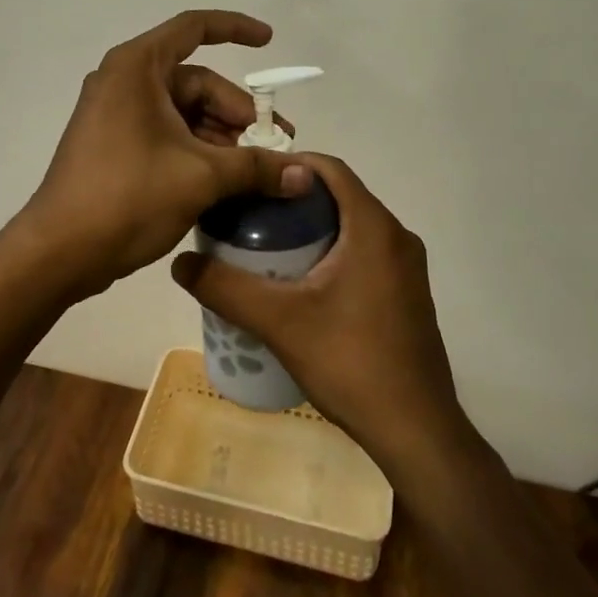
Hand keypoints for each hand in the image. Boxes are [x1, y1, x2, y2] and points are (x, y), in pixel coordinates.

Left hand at [17, 11, 312, 299]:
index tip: (269, 42)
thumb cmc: (128, 196)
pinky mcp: (113, 144)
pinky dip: (197, 150)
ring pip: (183, 112)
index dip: (235, 29)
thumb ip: (256, 167)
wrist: (60, 251)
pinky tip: (226, 181)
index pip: (194, 28)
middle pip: (196, 81)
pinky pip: (166, 133)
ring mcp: (115, 113)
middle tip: (275, 145)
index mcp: (137, 67)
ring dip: (221, 136)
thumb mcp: (201, 177)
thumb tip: (306, 174)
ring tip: (255, 171)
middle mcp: (124, 80)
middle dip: (237, 111)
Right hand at [171, 154, 465, 473]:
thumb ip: (226, 288)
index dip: (290, 164)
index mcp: (374, 228)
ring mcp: (408, 268)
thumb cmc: (351, 362)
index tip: (251, 178)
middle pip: (340, 196)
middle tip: (250, 215)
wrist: (417, 432)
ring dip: (314, 227)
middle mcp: (397, 237)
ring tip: (267, 247)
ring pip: (353, 226)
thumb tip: (180, 261)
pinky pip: (366, 252)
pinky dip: (333, 251)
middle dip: (295, 199)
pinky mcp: (408, 294)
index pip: (331, 169)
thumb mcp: (279, 322)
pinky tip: (302, 284)